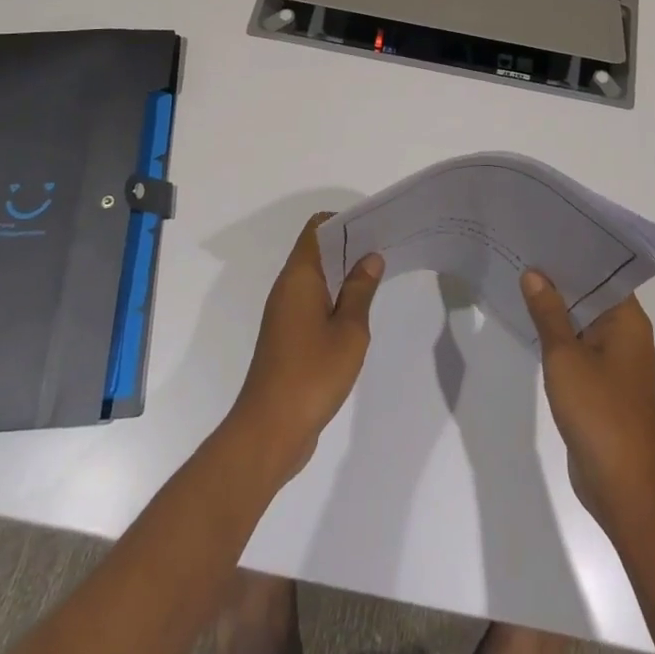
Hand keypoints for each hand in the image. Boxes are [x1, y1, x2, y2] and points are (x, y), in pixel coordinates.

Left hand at [228, 214, 383, 482]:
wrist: (269, 431)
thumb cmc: (312, 374)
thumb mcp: (349, 330)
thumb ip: (360, 290)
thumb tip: (370, 257)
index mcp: (299, 277)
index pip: (317, 228)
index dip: (344, 221)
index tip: (374, 227)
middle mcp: (287, 288)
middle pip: (317, 250)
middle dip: (349, 246)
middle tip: (385, 249)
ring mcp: (284, 314)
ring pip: (316, 278)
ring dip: (343, 274)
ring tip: (378, 277)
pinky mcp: (287, 338)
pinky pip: (313, 302)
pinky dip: (334, 298)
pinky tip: (358, 312)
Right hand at [521, 271, 654, 534]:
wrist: (624, 487)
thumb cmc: (599, 412)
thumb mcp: (565, 356)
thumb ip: (548, 313)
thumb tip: (534, 273)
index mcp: (629, 322)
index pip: (604, 273)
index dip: (576, 254)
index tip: (547, 235)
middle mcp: (628, 337)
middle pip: (594, 296)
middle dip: (562, 279)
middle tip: (526, 252)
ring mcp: (618, 364)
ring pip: (586, 323)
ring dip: (559, 309)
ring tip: (522, 281)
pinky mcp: (605, 387)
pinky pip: (582, 349)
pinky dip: (561, 337)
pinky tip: (533, 327)